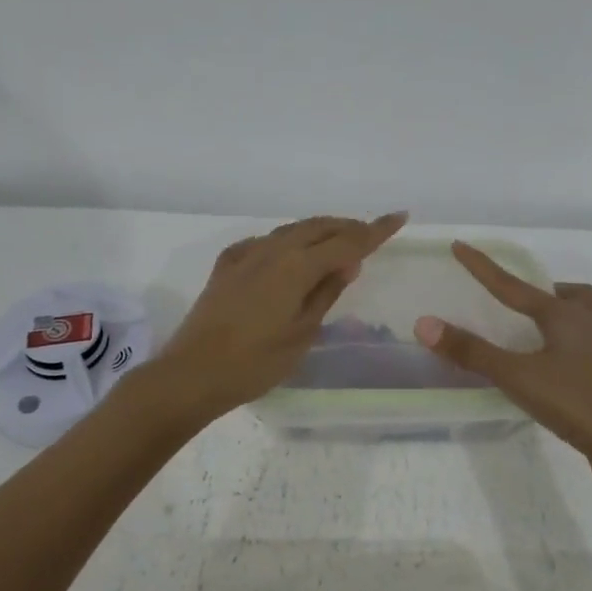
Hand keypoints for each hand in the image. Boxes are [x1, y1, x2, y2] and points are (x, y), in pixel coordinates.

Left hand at [149, 212, 407, 423]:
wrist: (192, 374)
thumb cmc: (255, 362)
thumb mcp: (302, 333)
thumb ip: (326, 293)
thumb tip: (348, 262)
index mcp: (296, 266)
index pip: (346, 241)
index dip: (375, 230)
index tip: (399, 216)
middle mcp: (272, 250)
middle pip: (318, 227)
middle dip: (348, 227)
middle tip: (371, 233)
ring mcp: (246, 255)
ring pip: (291, 231)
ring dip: (319, 231)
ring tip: (338, 242)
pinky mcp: (227, 266)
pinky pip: (266, 243)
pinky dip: (288, 243)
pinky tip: (290, 256)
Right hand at [414, 243, 591, 480]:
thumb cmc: (573, 400)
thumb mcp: (516, 374)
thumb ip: (472, 351)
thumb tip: (425, 324)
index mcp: (563, 315)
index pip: (513, 285)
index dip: (482, 267)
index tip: (459, 246)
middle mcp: (585, 326)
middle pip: (569, 295)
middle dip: (543, 290)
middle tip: (518, 299)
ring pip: (581, 319)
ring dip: (558, 316)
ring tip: (531, 330)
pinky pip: (580, 347)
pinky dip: (561, 345)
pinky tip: (545, 366)